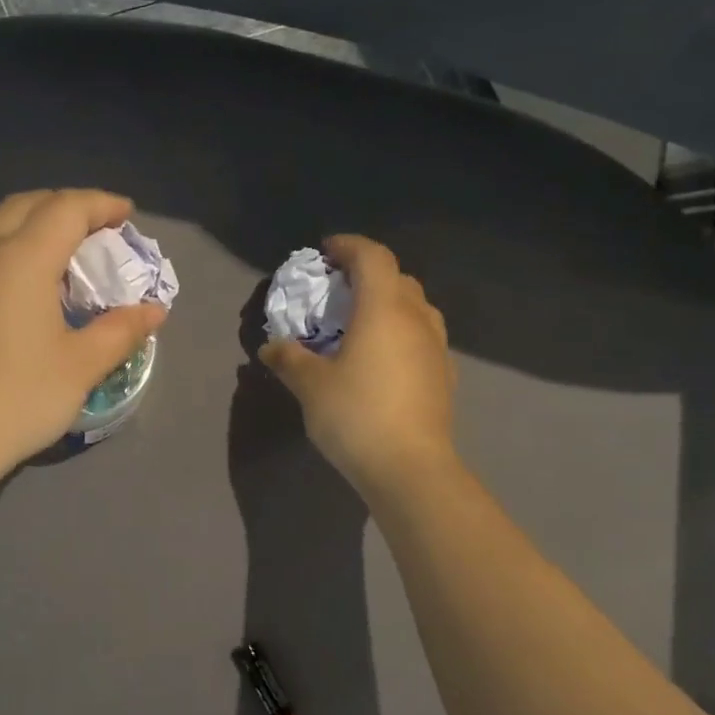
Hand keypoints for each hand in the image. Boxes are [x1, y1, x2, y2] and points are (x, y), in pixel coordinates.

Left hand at [0, 189, 168, 474]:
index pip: (66, 208)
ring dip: (37, 224)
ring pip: (0, 225)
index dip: (101, 204)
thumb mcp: (81, 366)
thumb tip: (154, 311)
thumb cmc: (19, 397)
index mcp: (22, 259)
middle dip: (67, 206)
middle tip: (99, 229)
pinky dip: (15, 248)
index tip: (127, 214)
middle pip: (27, 205)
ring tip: (69, 254)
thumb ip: (121, 330)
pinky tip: (32, 286)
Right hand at [259, 235, 459, 499]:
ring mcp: (436, 347)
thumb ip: (288, 359)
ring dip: (390, 302)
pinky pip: (423, 336)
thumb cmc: (356, 415)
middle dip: (368, 274)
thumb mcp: (310, 386)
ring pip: (416, 306)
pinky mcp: (444, 375)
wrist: (410, 468)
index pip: (373, 257)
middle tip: (339, 289)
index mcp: (383, 309)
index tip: (326, 251)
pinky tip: (383, 358)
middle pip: (398, 277)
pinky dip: (402, 331)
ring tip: (362, 321)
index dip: (350, 246)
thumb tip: (271, 347)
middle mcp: (416, 319)